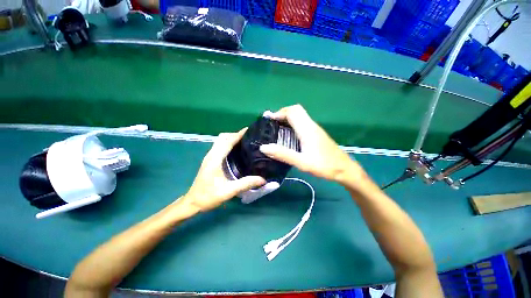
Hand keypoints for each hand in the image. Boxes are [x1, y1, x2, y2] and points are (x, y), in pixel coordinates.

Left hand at [184, 129, 265, 211]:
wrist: (192, 202)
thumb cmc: (209, 196)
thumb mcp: (229, 191)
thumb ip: (246, 184)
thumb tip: (263, 179)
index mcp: (215, 159)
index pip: (227, 141)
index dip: (238, 134)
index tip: (249, 130)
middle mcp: (211, 154)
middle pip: (223, 137)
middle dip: (235, 134)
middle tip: (249, 137)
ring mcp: (209, 157)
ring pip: (220, 141)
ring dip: (231, 138)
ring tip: (244, 141)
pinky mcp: (210, 160)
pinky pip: (219, 146)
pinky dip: (228, 143)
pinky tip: (236, 150)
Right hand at [260, 105, 364, 184]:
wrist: (345, 169)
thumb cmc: (324, 166)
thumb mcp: (302, 162)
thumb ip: (283, 154)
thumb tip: (264, 147)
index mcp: (307, 129)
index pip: (292, 112)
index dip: (279, 113)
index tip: (268, 120)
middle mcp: (311, 125)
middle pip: (296, 110)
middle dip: (282, 113)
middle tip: (272, 124)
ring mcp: (315, 129)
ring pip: (300, 116)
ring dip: (288, 118)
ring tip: (277, 128)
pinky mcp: (316, 134)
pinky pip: (302, 123)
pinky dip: (293, 124)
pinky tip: (289, 135)